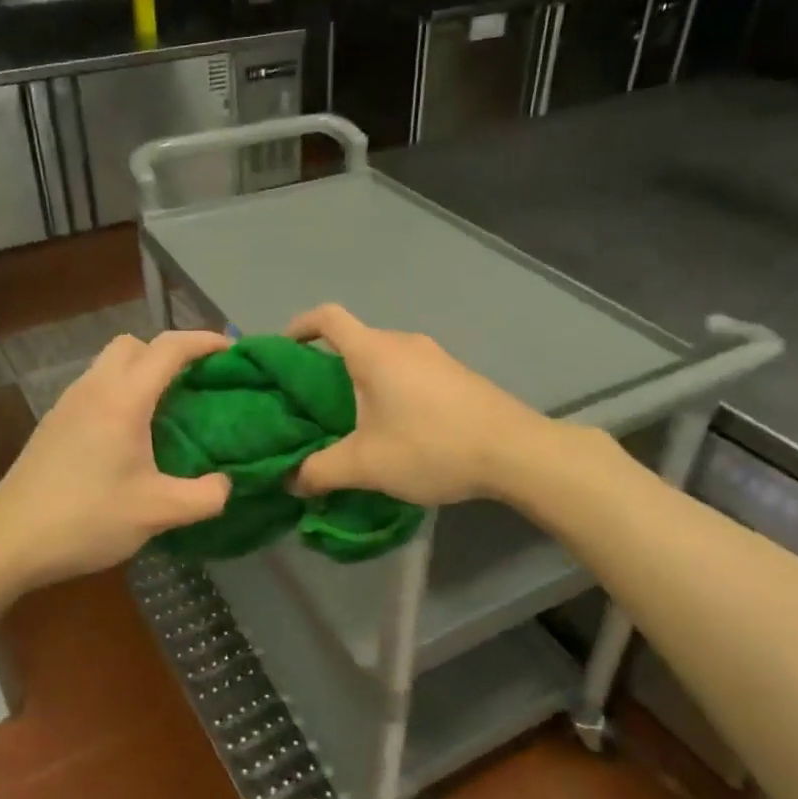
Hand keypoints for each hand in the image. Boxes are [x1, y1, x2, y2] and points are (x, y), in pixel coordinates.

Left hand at [0, 330, 232, 587]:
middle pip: (134, 344)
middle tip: (195, 383)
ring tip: (167, 409)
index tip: (231, 350)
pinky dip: (120, 392)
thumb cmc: (87, 519)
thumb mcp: (158, 513)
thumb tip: (226, 484)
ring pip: (110, 364)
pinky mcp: (54, 423)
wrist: (9, 541)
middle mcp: (94, 388)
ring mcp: (68, 403)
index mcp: (123, 399)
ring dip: (141, 372)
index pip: (168, 348)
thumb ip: (205, 497)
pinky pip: (95, 387)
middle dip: (168, 353)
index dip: (204, 341)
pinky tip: (129, 435)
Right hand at [285, 304, 546, 505]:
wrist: (515, 452)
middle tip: (310, 405)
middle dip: (326, 367)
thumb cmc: (431, 446)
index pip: (327, 317)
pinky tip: (395, 428)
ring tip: (350, 422)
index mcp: (374, 351)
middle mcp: (403, 342)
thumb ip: (320, 471)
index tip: (282, 351)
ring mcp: (435, 356)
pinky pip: (409, 372)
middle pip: (354, 340)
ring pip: (383, 358)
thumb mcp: (366, 465)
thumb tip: (289, 481)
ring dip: (361, 382)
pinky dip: (390, 389)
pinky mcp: (456, 375)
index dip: (298, 326)